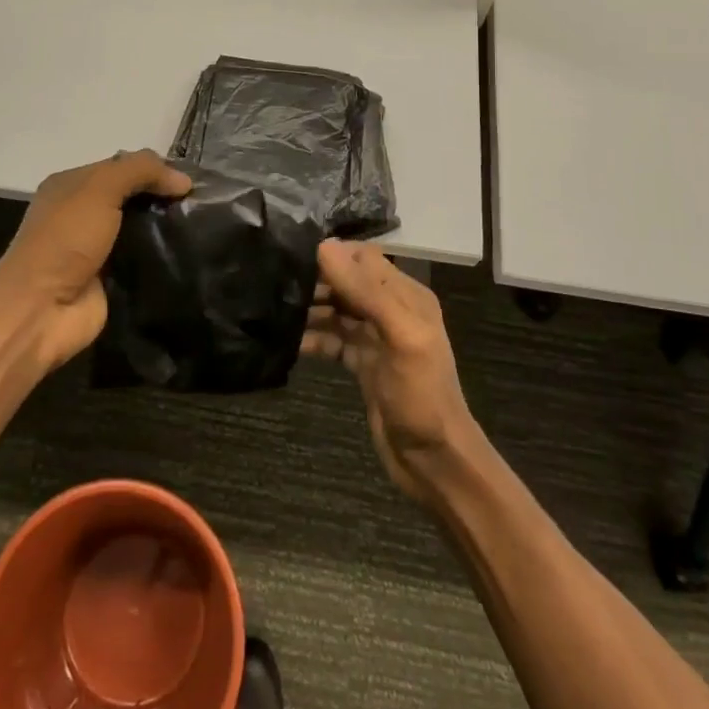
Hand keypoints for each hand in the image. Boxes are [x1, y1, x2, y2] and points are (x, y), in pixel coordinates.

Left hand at [0, 150, 191, 371]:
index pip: (121, 166)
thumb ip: (140, 172)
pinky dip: (160, 258)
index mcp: (72, 185)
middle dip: (162, 199)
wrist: (40, 310)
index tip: (190, 180)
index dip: (154, 169)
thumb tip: (183, 180)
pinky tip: (188, 255)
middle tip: (201, 204)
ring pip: (139, 230)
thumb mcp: (100, 189)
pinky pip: (141, 261)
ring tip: (202, 228)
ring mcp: (95, 248)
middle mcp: (82, 213)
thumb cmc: (64, 239)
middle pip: (131, 197)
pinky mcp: (109, 279)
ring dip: (164, 229)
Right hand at [302, 240, 480, 506]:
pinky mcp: (363, 364)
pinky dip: (312, 337)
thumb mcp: (400, 336)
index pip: (364, 259)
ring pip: (337, 310)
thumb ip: (366, 291)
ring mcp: (376, 338)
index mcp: (406, 296)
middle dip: (316, 280)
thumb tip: (324, 246)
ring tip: (274, 307)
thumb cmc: (421, 395)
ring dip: (310, 308)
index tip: (294, 254)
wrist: (434, 462)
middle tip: (276, 281)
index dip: (332, 254)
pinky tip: (286, 341)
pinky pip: (333, 339)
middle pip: (347, 282)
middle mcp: (391, 310)